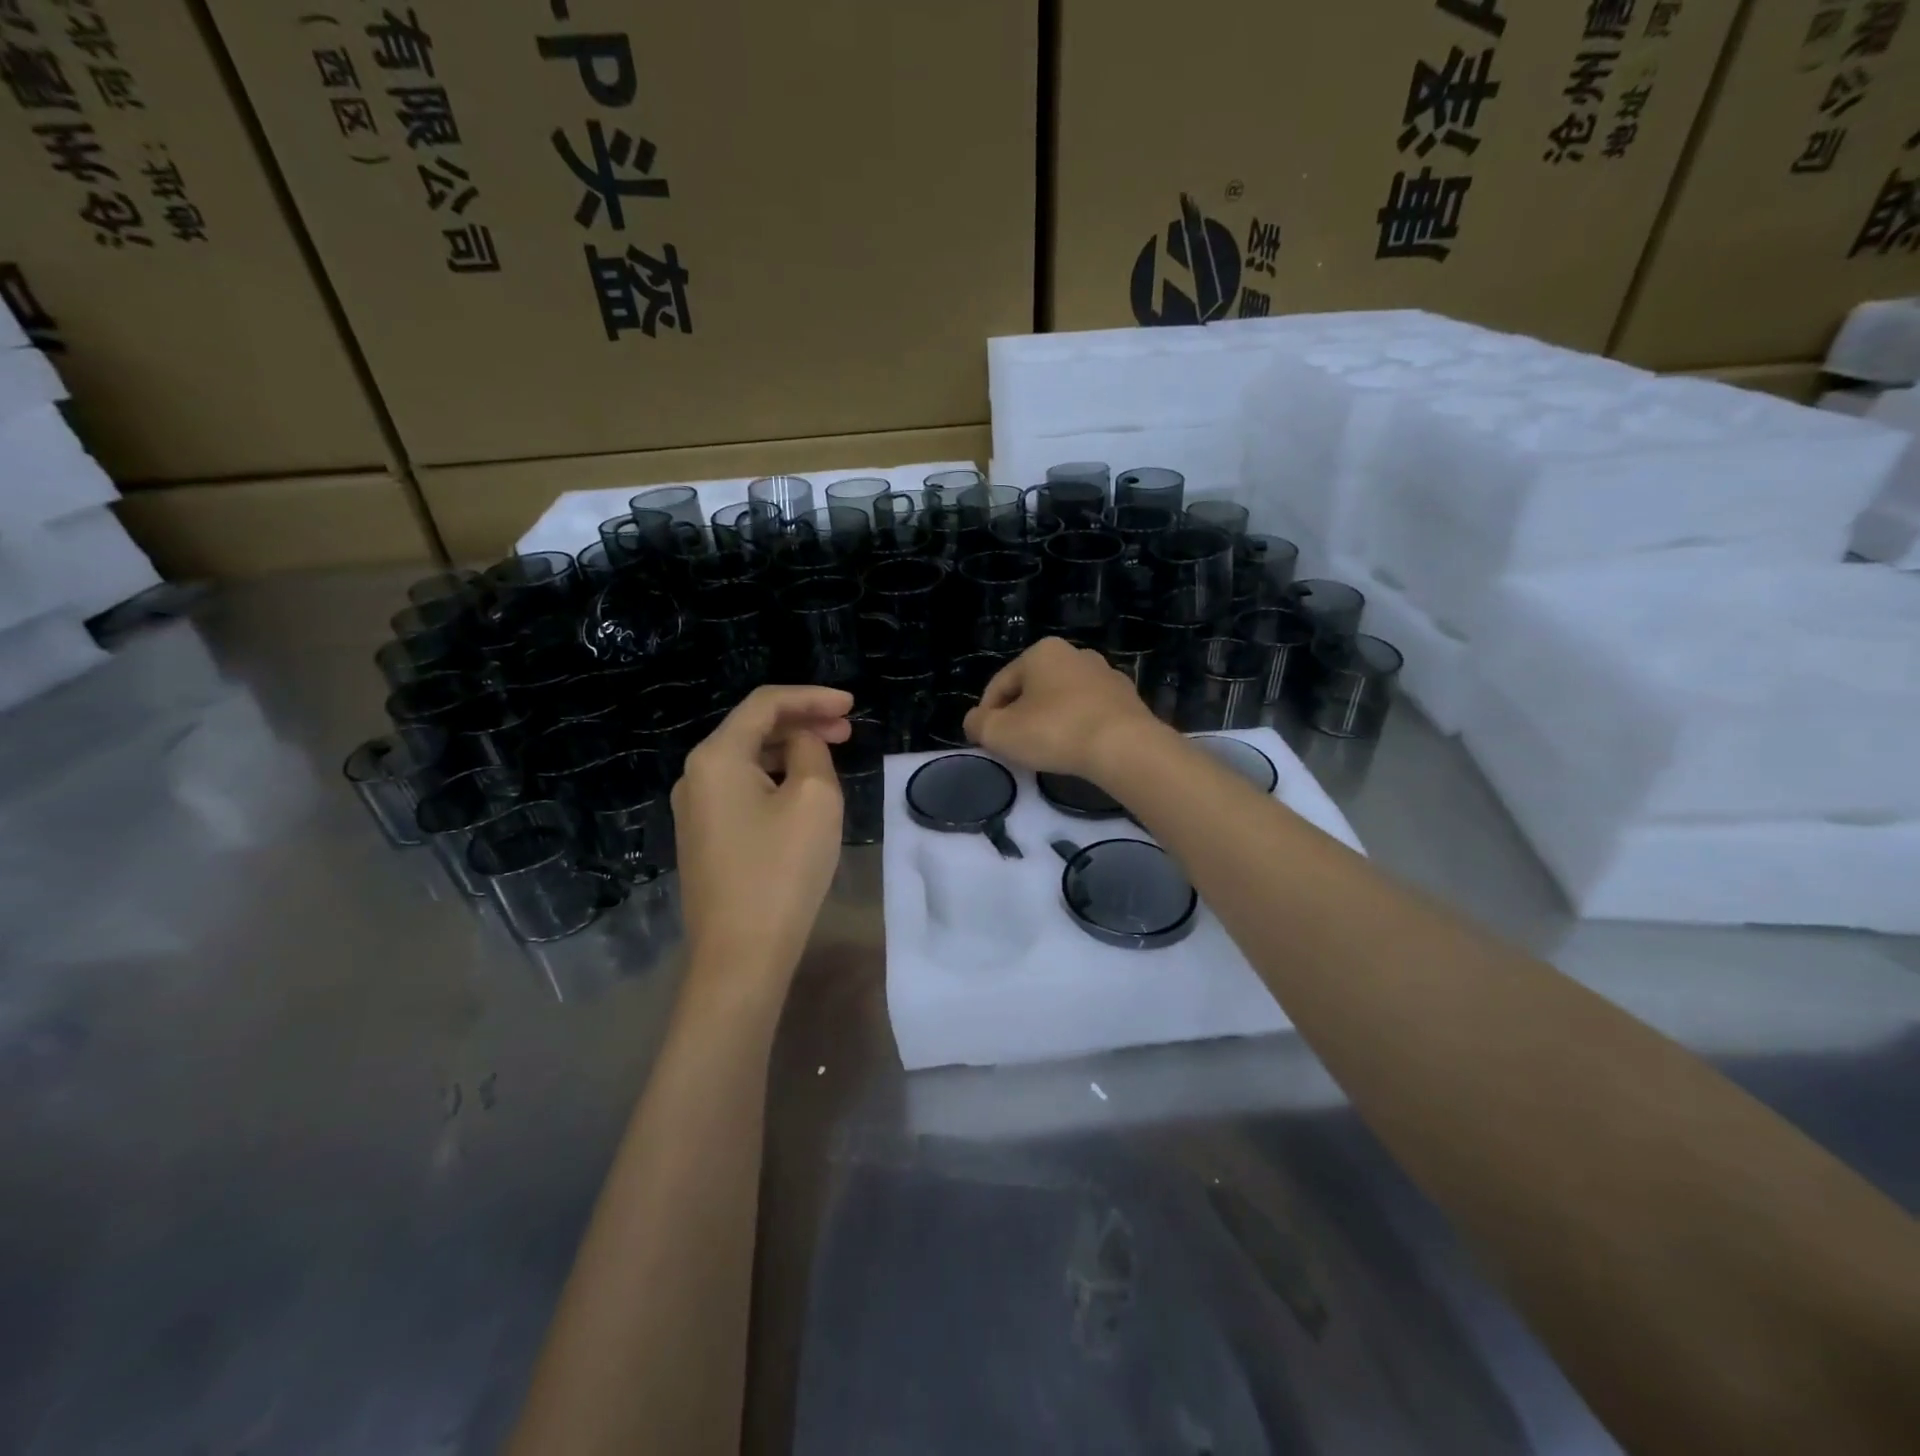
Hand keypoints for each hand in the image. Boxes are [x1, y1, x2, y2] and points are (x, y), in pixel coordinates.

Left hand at [672, 686, 852, 989]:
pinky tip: (802, 792)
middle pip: (752, 729)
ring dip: (790, 751)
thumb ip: (811, 751)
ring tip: (831, 759)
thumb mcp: (814, 798)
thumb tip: (799, 744)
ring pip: (747, 761)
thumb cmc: (782, 870)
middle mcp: (695, 776)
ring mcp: (695, 810)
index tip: (851, 705)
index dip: (811, 697)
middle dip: (802, 722)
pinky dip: (775, 779)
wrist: (741, 955)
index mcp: (716, 757)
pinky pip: (742, 790)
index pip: (765, 704)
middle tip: (847, 730)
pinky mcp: (704, 838)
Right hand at [964, 637, 1169, 782]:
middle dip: (1020, 716)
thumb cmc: (1055, 732)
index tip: (987, 743)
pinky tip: (1076, 749)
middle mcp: (1075, 654)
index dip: (987, 715)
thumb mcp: (1000, 732)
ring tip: (1046, 752)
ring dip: (1050, 721)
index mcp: (1041, 652)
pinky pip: (1089, 712)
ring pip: (1063, 700)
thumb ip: (978, 724)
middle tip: (1016, 748)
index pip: (1000, 685)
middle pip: (1032, 690)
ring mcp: (1105, 674)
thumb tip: (975, 721)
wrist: (1125, 747)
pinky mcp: (1127, 698)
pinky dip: (1077, 727)